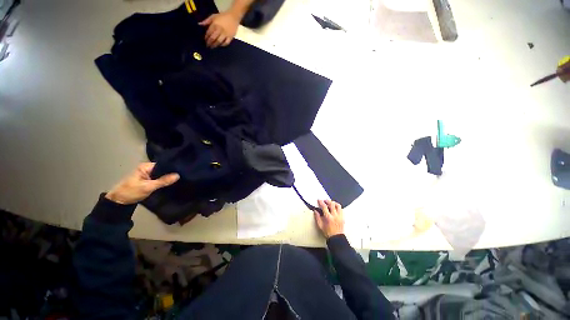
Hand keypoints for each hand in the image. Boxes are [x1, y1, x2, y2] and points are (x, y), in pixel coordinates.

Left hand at [105, 163, 179, 204]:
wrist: (118, 202)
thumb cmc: (131, 192)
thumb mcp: (148, 187)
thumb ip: (163, 181)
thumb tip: (178, 175)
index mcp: (145, 166)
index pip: (163, 164)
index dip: (172, 167)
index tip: (183, 170)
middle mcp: (147, 168)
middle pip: (163, 169)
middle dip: (171, 172)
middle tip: (184, 175)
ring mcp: (147, 174)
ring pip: (162, 174)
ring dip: (168, 177)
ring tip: (181, 178)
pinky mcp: (148, 180)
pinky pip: (159, 178)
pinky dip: (164, 180)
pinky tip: (172, 182)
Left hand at [199, 11, 239, 47]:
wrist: (233, 17)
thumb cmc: (222, 16)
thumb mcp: (213, 16)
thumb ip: (207, 21)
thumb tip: (200, 24)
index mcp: (215, 24)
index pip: (209, 32)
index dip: (206, 37)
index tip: (205, 40)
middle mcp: (220, 30)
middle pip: (213, 38)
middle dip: (210, 42)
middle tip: (208, 46)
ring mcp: (226, 34)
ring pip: (219, 41)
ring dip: (215, 45)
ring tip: (213, 47)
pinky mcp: (230, 37)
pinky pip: (226, 43)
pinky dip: (223, 45)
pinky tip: (220, 45)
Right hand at [314, 200, 344, 238]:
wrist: (336, 238)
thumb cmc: (328, 233)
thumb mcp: (320, 226)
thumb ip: (317, 217)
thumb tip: (315, 211)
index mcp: (328, 217)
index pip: (324, 207)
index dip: (321, 202)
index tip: (319, 200)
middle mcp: (335, 216)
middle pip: (331, 204)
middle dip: (327, 201)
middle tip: (324, 201)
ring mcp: (340, 216)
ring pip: (338, 205)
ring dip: (333, 202)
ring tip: (330, 203)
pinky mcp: (343, 217)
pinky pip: (341, 209)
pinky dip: (337, 207)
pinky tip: (335, 208)